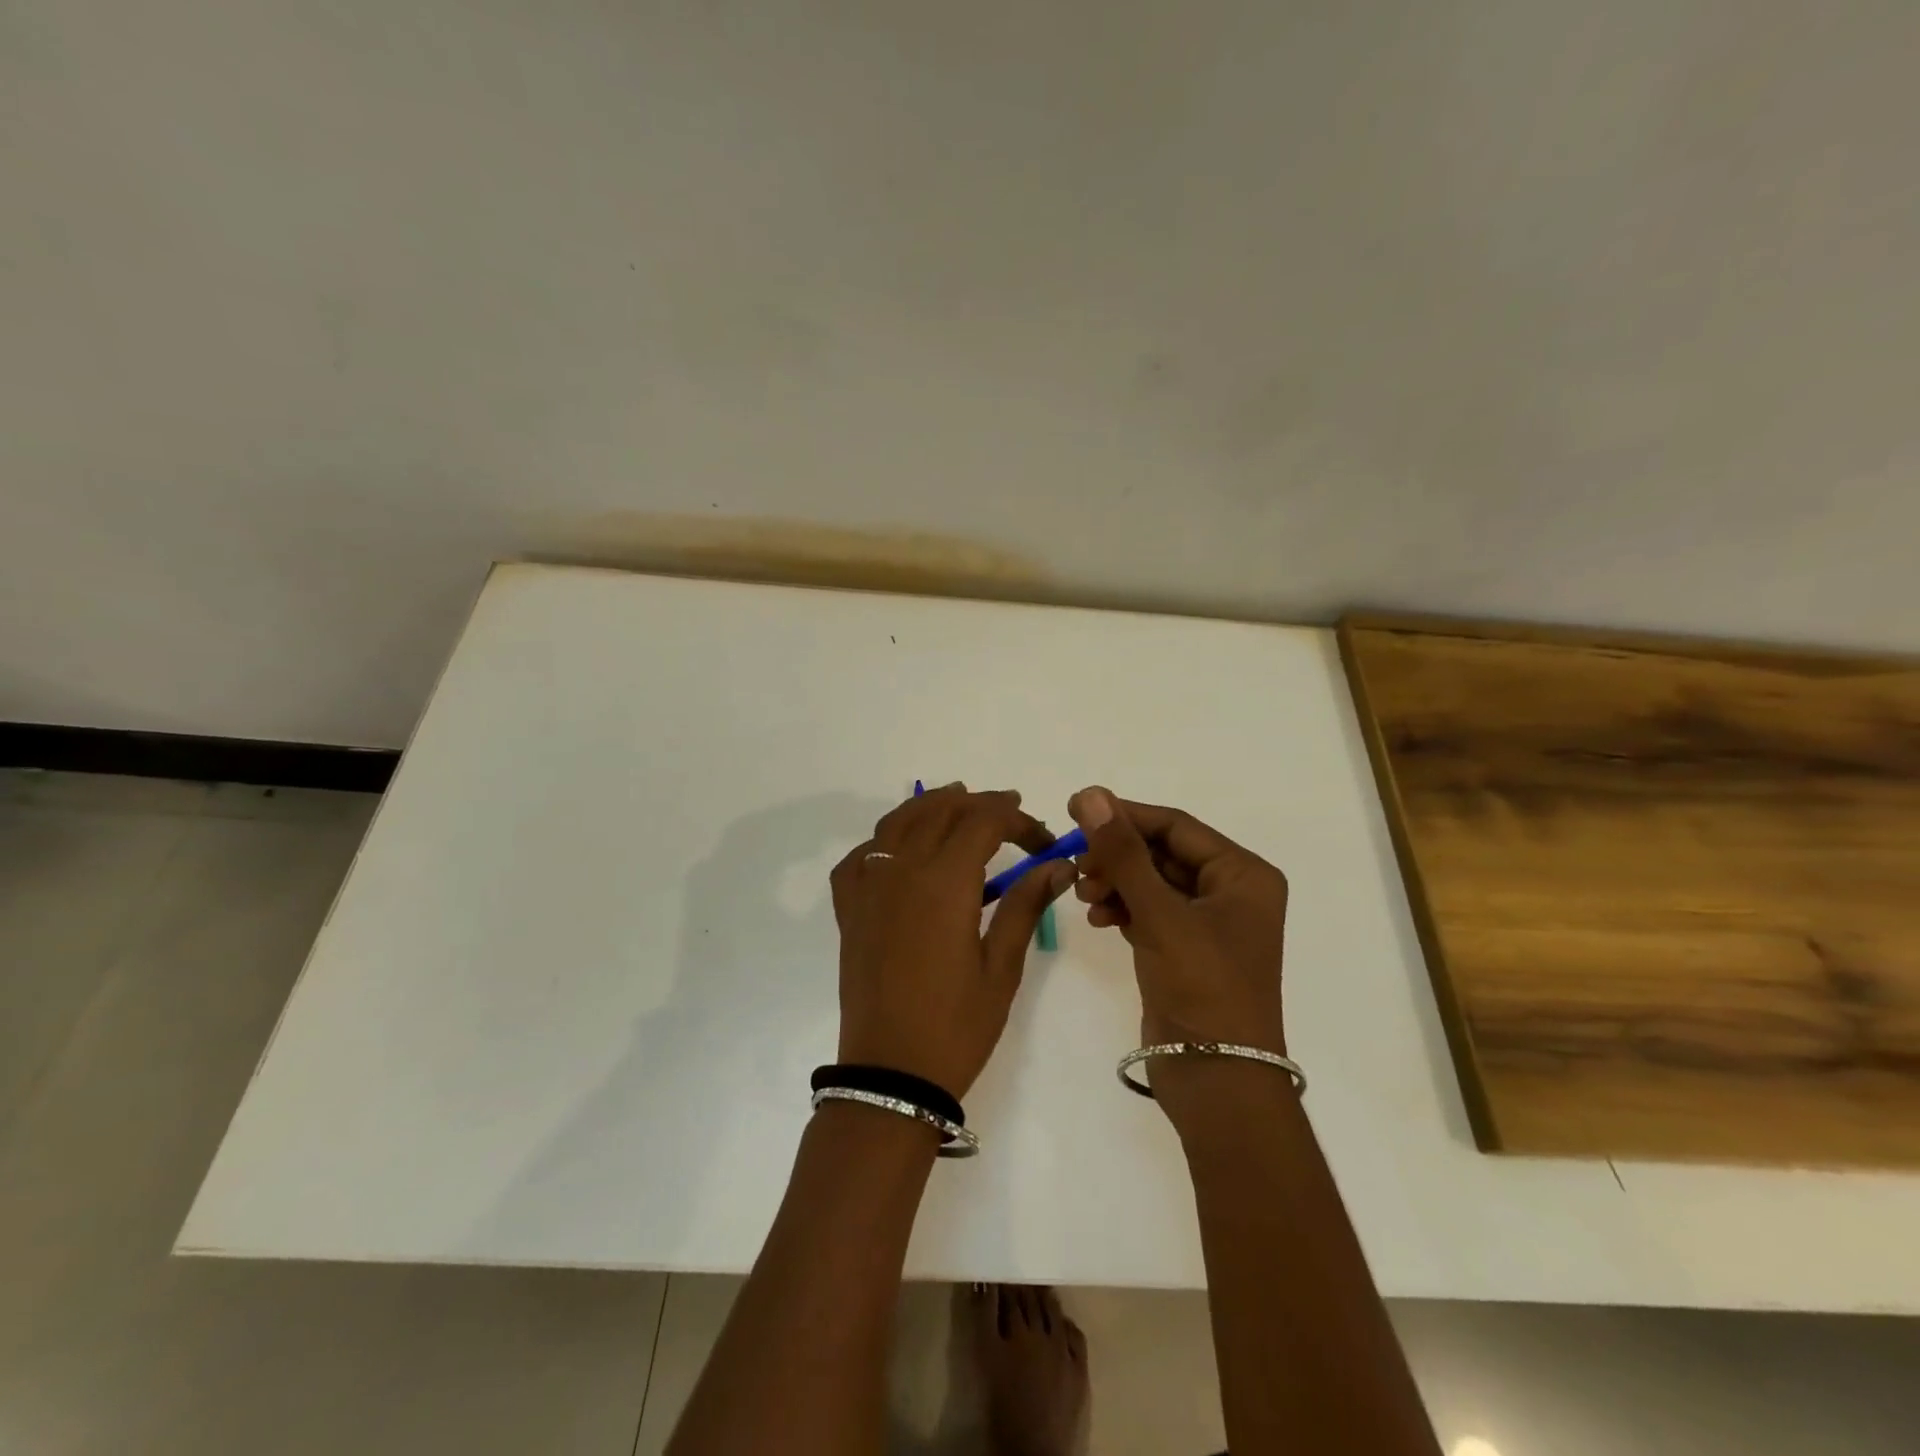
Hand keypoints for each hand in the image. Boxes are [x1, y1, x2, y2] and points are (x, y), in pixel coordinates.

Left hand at [830, 784, 1075, 1100]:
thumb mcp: (1002, 967)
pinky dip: (884, 841)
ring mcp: (869, 888)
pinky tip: (901, 852)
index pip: (984, 822)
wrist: (890, 1075)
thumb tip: (1058, 865)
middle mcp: (901, 871)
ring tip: (958, 805)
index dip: (1018, 821)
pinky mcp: (850, 910)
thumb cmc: (956, 1026)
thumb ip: (1025, 906)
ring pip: (897, 823)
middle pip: (940, 811)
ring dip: (931, 807)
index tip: (1043, 842)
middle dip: (979, 804)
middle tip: (1011, 813)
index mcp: (944, 882)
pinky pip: (862, 857)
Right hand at [1067, 787, 1289, 1110]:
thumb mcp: (1161, 914)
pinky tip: (1098, 917)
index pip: (1176, 825)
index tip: (1075, 808)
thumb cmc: (1203, 988)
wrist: (1217, 1081)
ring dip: (1115, 881)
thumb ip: (1123, 853)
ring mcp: (1206, 922)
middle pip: (1161, 852)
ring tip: (1084, 894)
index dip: (1125, 815)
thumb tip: (1091, 794)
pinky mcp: (1183, 949)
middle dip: (1117, 855)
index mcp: (1242, 875)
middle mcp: (1229, 891)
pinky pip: (1147, 910)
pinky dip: (1121, 908)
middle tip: (1075, 860)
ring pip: (1150, 881)